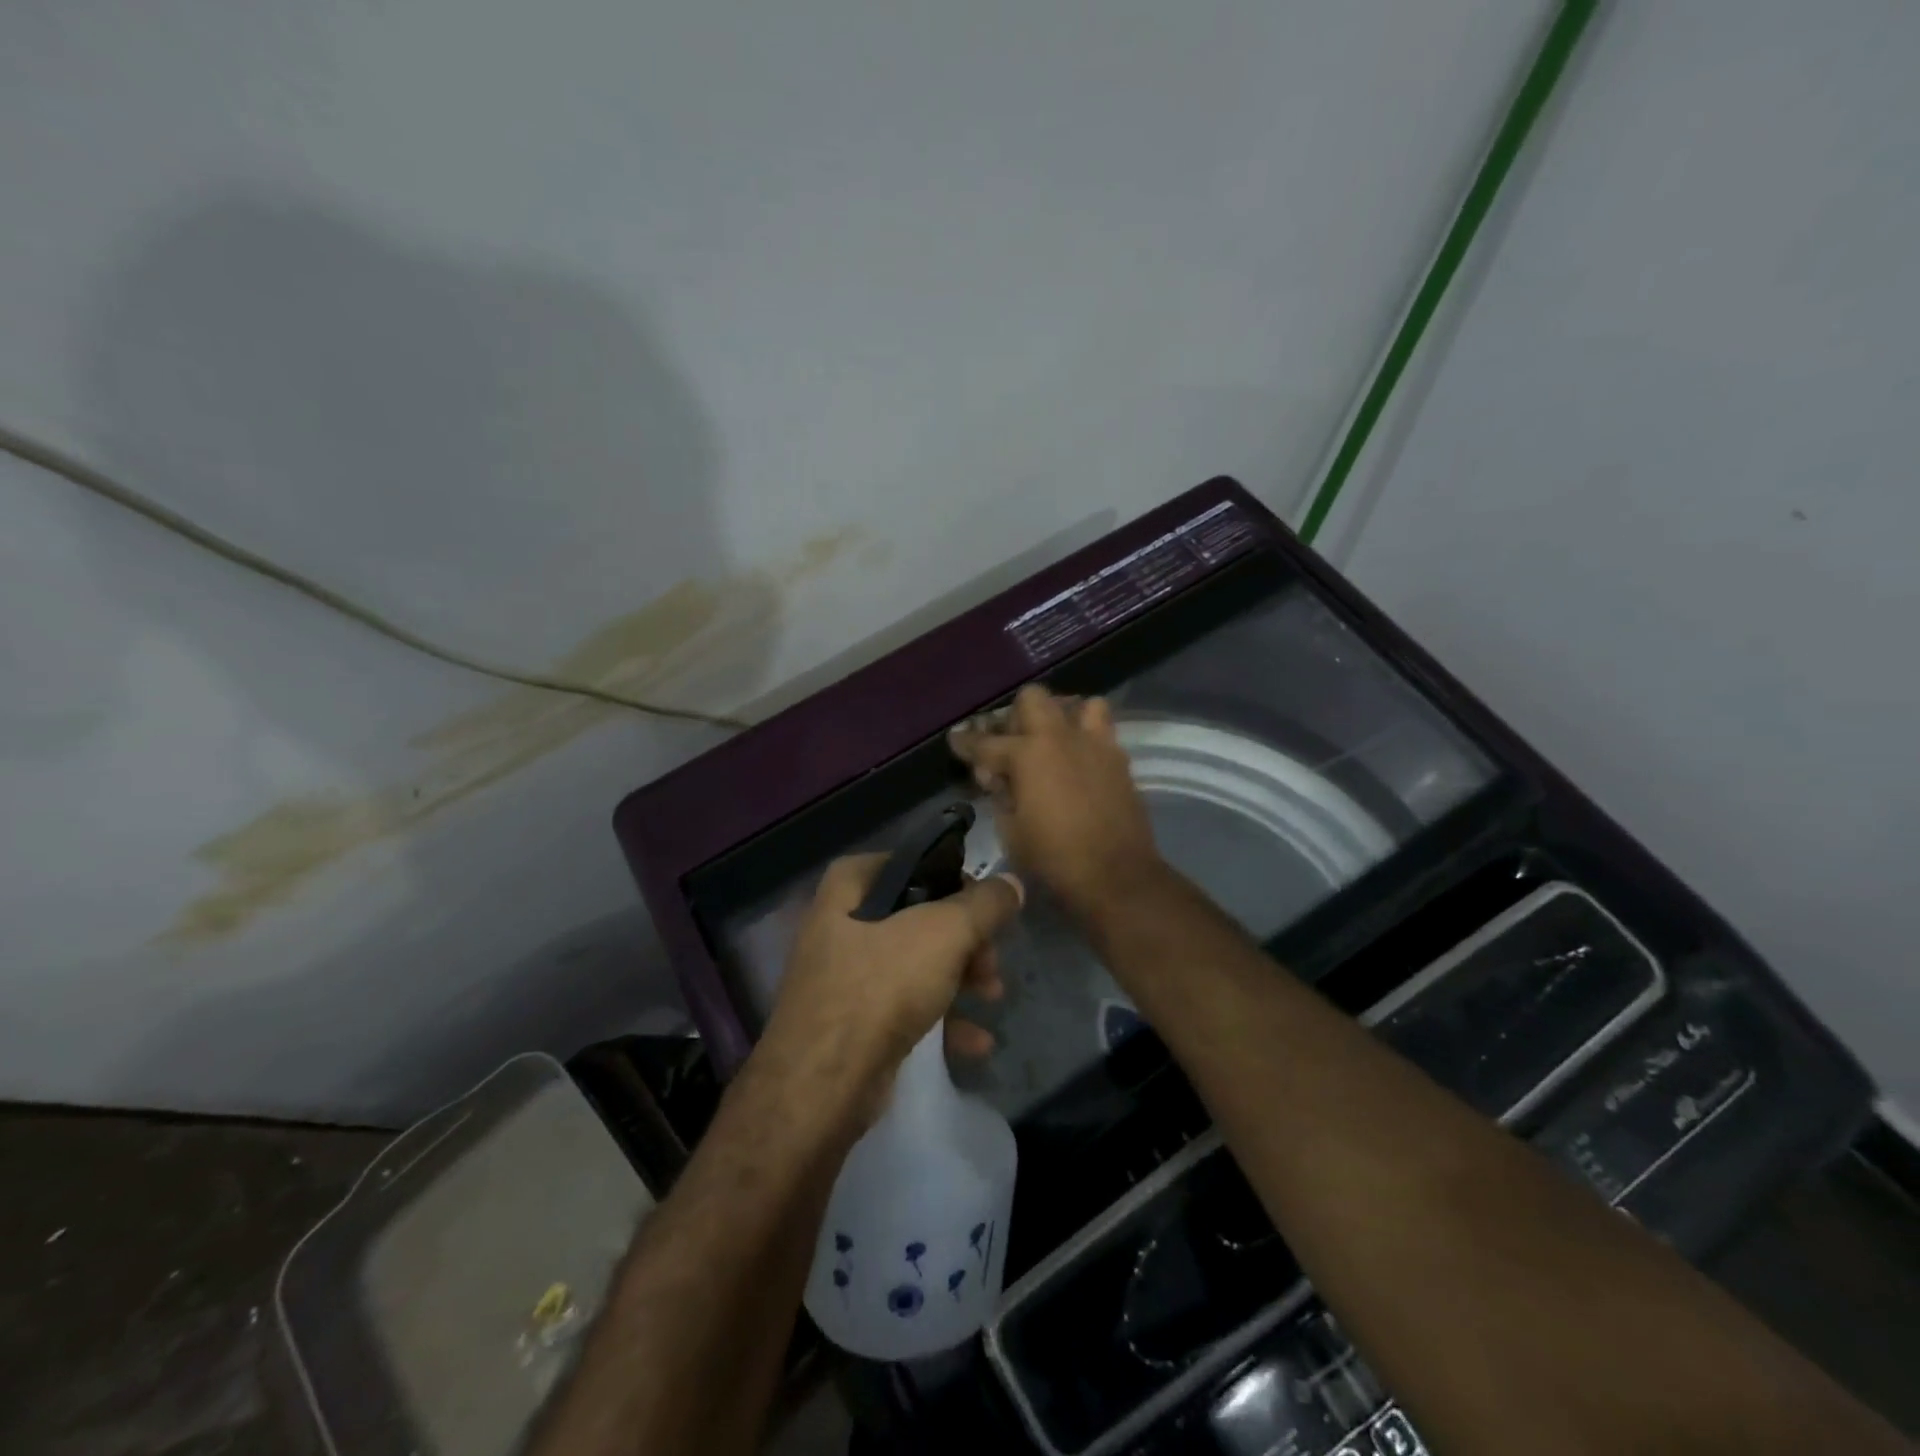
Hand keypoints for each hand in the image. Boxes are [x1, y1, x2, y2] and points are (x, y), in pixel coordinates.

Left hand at [764, 853, 1023, 1108]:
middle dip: (964, 939)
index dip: (946, 875)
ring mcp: (843, 978)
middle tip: (992, 958)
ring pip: (914, 964)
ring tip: (993, 996)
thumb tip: (1012, 882)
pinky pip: (904, 1008)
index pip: (904, 862)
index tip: (981, 898)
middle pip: (915, 917)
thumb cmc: (879, 988)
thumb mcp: (942, 934)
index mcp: (847, 890)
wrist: (822, 1086)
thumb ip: (983, 905)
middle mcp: (840, 926)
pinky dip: (941, 1018)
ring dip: (960, 978)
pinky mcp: (852, 1024)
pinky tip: (976, 1042)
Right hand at [948, 685, 1166, 919]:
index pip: (986, 742)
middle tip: (1010, 742)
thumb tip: (998, 778)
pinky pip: (1102, 731)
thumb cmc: (1054, 859)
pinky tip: (1078, 761)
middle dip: (1015, 715)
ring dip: (1061, 716)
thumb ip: (1000, 795)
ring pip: (1079, 704)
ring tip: (1052, 740)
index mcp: (1027, 755)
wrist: (1117, 876)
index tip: (956, 740)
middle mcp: (1061, 737)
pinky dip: (1086, 737)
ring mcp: (1095, 744)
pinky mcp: (1119, 759)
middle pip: (1032, 698)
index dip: (965, 742)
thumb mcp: (1011, 831)